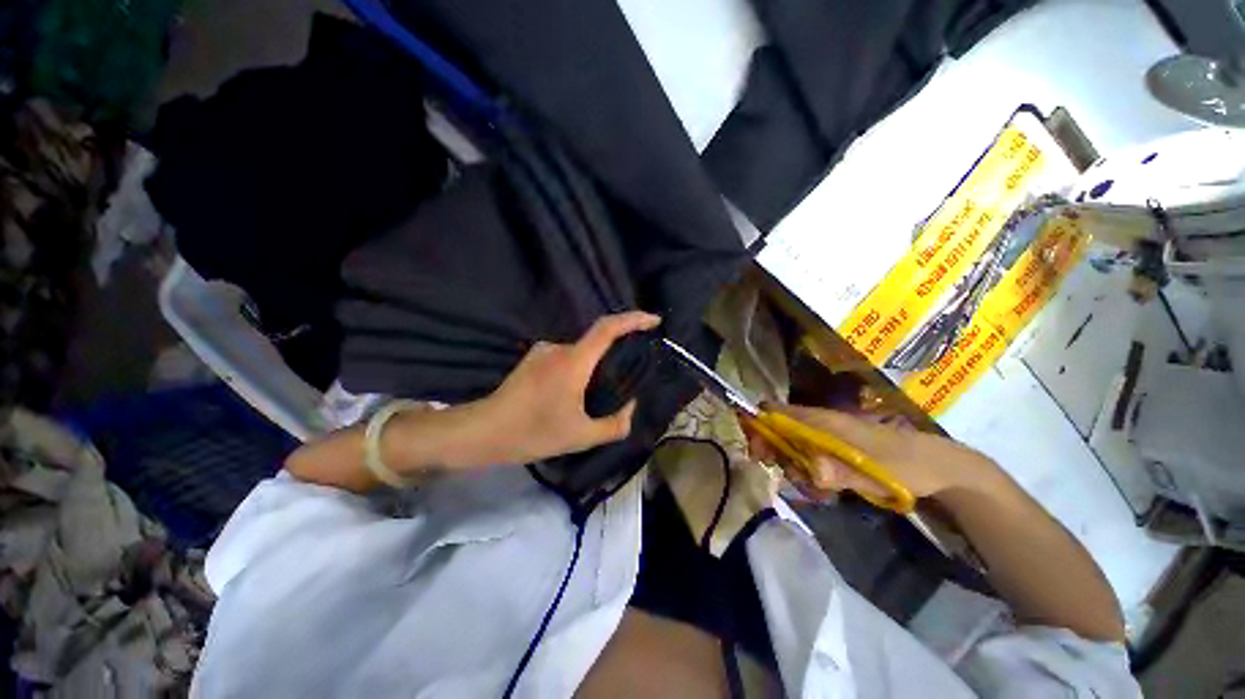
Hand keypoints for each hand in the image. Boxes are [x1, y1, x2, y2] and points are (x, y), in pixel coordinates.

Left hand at [448, 312, 661, 466]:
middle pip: (596, 341)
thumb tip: (631, 408)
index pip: (608, 328)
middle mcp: (559, 348)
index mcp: (574, 361)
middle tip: (627, 377)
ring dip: (594, 366)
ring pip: (581, 352)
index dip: (633, 319)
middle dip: (616, 352)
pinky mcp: (533, 359)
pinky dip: (579, 369)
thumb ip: (615, 424)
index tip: (654, 321)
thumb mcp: (581, 437)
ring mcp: (543, 351)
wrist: (484, 431)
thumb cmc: (533, 432)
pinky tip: (574, 394)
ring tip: (598, 393)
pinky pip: (566, 357)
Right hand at [747, 405, 1000, 501]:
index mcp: (822, 421)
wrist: (937, 467)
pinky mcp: (834, 450)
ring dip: (792, 467)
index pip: (776, 411)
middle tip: (785, 475)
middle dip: (773, 452)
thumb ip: (842, 472)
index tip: (756, 450)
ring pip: (791, 446)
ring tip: (812, 489)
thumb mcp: (875, 472)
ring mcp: (826, 437)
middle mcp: (818, 425)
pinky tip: (822, 489)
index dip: (758, 424)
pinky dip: (806, 472)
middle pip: (778, 430)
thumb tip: (811, 471)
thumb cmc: (904, 464)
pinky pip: (807, 457)